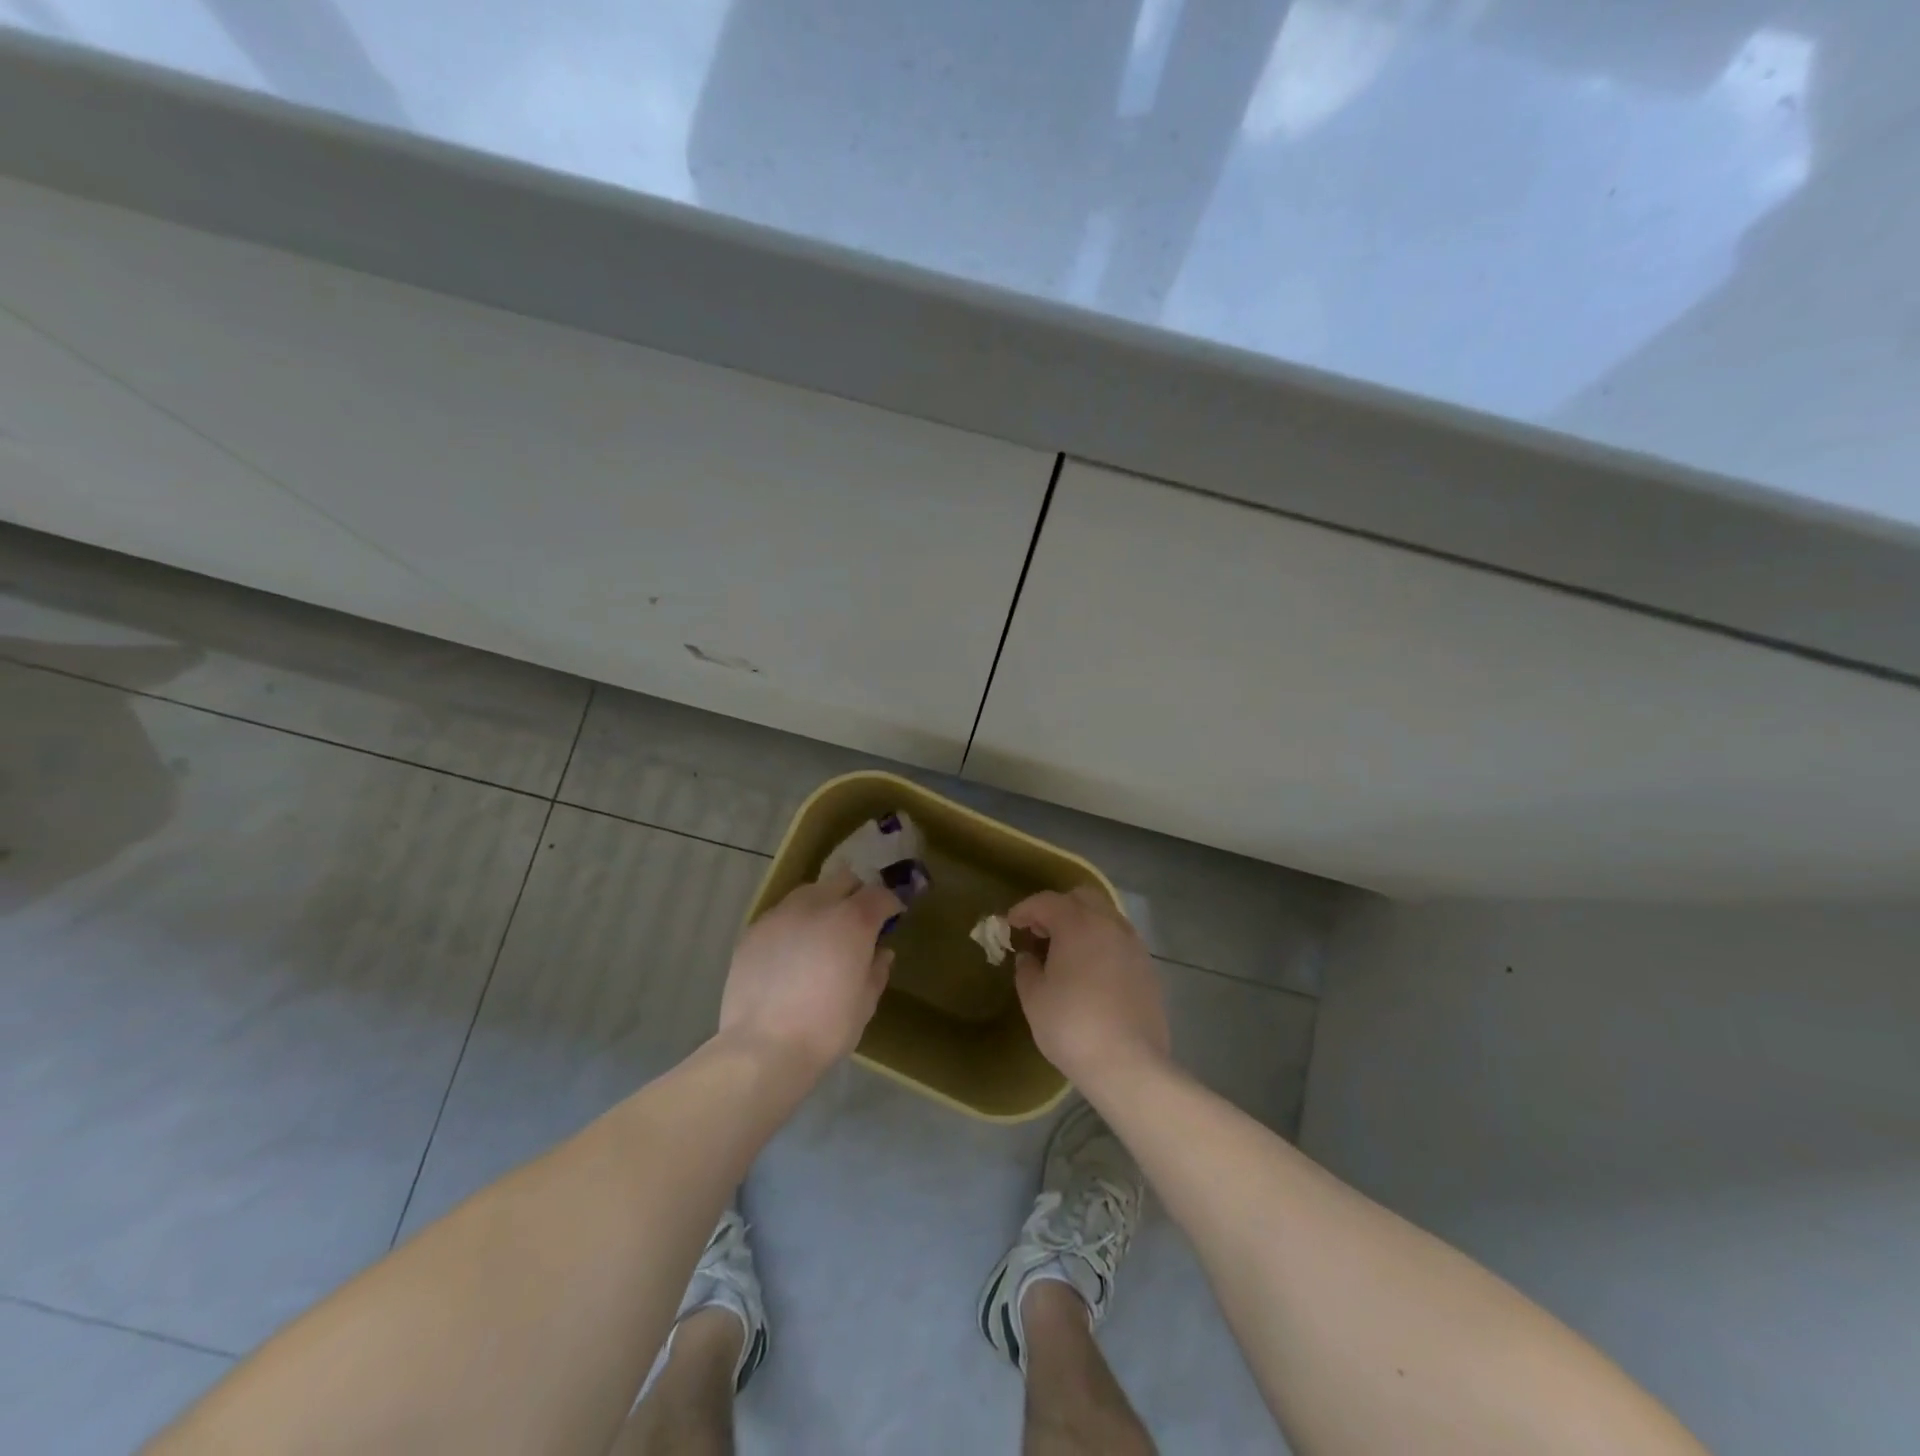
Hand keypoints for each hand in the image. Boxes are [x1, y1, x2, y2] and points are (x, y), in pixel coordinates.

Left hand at [717, 869, 901, 1077]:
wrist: (762, 1048)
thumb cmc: (826, 1028)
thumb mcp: (865, 1003)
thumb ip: (876, 969)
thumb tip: (881, 952)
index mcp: (852, 921)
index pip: (879, 894)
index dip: (890, 903)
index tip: (893, 917)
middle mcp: (817, 905)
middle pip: (843, 879)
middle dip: (856, 893)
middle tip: (858, 921)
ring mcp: (781, 914)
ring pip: (809, 892)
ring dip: (822, 904)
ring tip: (821, 934)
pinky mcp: (753, 931)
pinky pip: (781, 915)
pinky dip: (793, 924)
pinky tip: (791, 952)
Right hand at [1009, 886, 1170, 1090]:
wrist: (1128, 1064)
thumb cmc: (1072, 1026)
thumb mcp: (1034, 998)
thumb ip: (1027, 969)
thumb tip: (1029, 958)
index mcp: (1078, 924)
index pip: (1046, 901)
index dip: (1025, 910)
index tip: (1011, 924)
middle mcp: (1109, 924)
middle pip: (1082, 898)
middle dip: (1058, 908)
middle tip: (1041, 932)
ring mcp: (1134, 945)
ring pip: (1106, 917)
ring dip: (1083, 924)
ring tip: (1067, 952)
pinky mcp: (1148, 968)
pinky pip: (1120, 941)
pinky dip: (1102, 944)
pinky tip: (1092, 971)